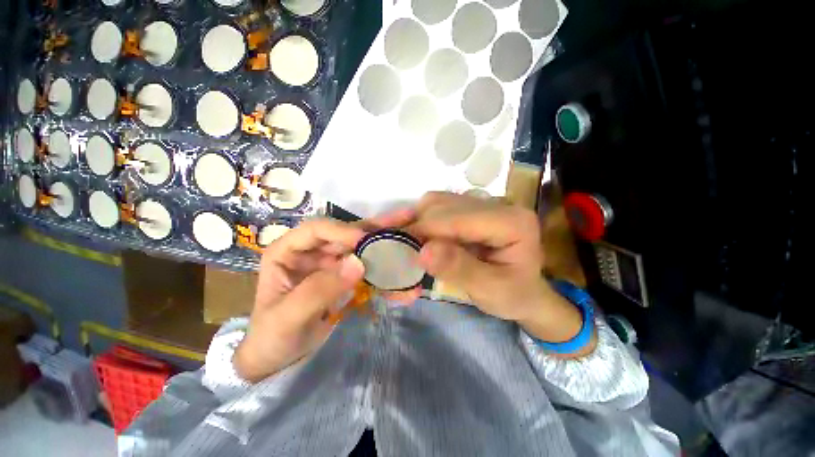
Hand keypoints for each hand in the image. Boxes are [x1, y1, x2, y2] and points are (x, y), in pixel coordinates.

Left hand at [235, 210, 420, 382]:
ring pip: (363, 249)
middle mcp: (314, 252)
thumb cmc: (272, 337)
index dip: (343, 230)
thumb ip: (319, 290)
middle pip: (348, 234)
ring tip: (413, 238)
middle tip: (407, 217)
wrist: (278, 361)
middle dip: (377, 228)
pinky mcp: (347, 279)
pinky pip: (370, 272)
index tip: (367, 240)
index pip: (318, 229)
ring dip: (388, 246)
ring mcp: (333, 265)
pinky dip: (388, 276)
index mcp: (289, 252)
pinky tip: (406, 281)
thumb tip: (359, 263)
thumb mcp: (288, 317)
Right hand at [410, 192, 593, 352]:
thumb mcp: (490, 291)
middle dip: (415, 223)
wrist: (526, 291)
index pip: (459, 218)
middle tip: (388, 240)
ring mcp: (484, 204)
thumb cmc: (513, 295)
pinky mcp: (472, 209)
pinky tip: (408, 230)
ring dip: (414, 217)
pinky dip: (420, 217)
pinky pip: (440, 206)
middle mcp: (498, 204)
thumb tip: (423, 251)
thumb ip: (459, 269)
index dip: (425, 229)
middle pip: (446, 205)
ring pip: (439, 201)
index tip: (395, 243)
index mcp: (512, 222)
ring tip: (393, 233)